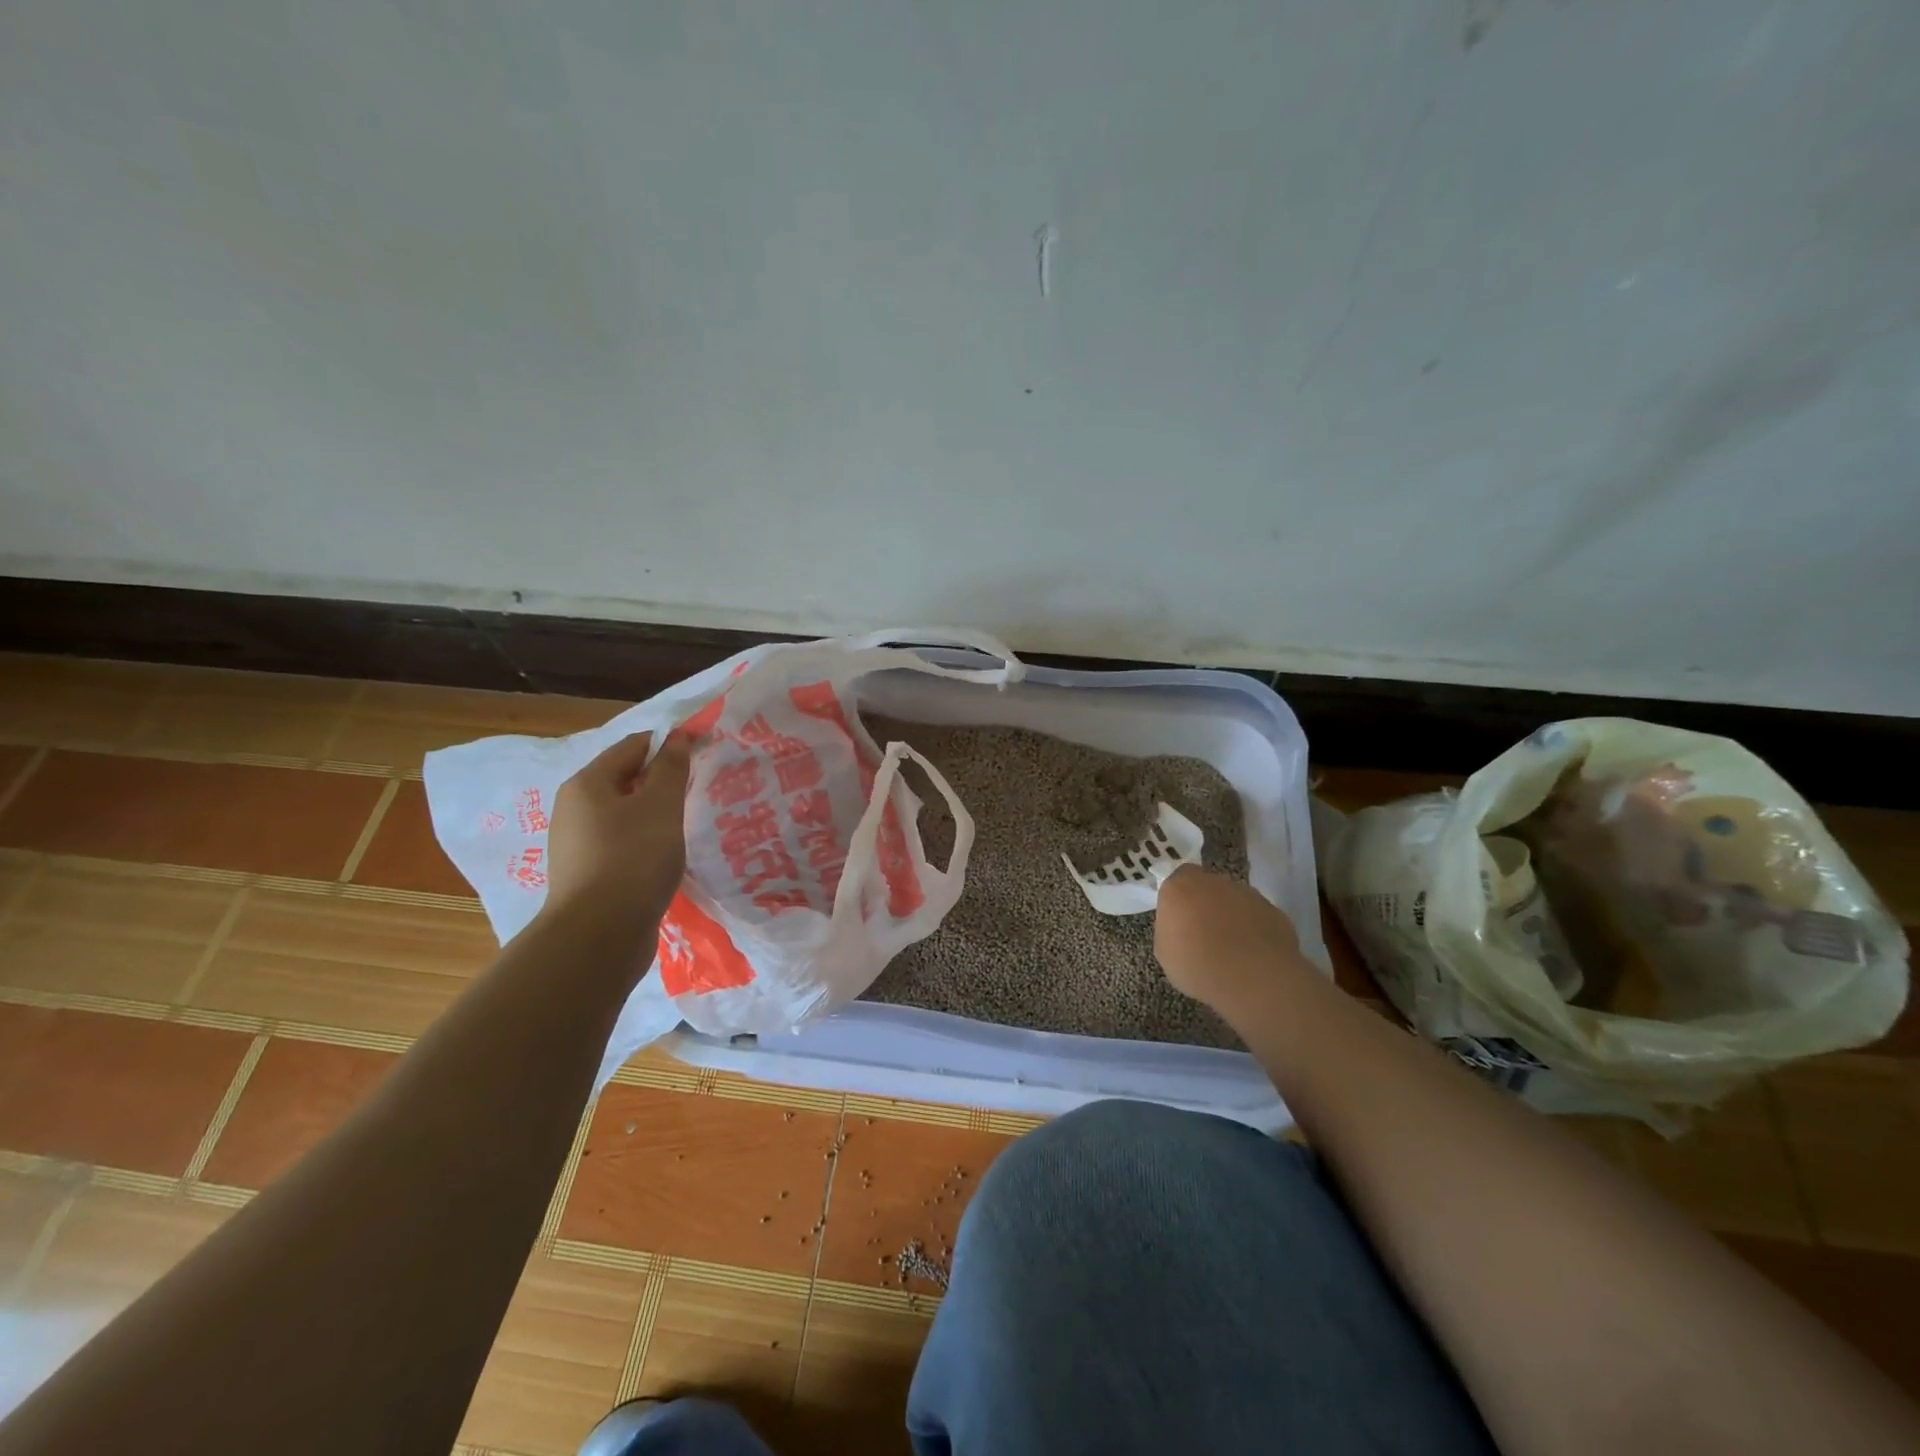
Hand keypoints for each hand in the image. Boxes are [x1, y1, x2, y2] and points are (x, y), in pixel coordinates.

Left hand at [544, 731, 692, 917]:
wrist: (599, 937)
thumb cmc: (632, 859)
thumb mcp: (661, 806)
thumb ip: (671, 768)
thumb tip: (677, 737)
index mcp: (587, 784)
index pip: (633, 747)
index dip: (669, 744)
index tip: (703, 751)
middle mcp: (574, 809)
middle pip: (625, 780)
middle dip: (662, 781)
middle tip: (699, 789)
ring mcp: (578, 845)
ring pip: (625, 815)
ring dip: (656, 814)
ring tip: (688, 824)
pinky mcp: (588, 875)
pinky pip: (622, 844)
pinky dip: (646, 842)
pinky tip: (667, 856)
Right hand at [1155, 865, 1303, 1019]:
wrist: (1252, 978)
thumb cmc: (1197, 965)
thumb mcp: (1165, 952)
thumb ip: (1170, 930)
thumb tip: (1180, 928)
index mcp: (1181, 886)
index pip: (1177, 879)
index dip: (1180, 899)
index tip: (1180, 920)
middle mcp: (1214, 881)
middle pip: (1207, 887)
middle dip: (1206, 905)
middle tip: (1205, 935)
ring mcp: (1247, 893)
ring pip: (1234, 900)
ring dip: (1231, 917)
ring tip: (1232, 949)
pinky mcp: (1274, 910)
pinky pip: (1258, 916)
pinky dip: (1254, 930)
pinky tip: (1253, 955)